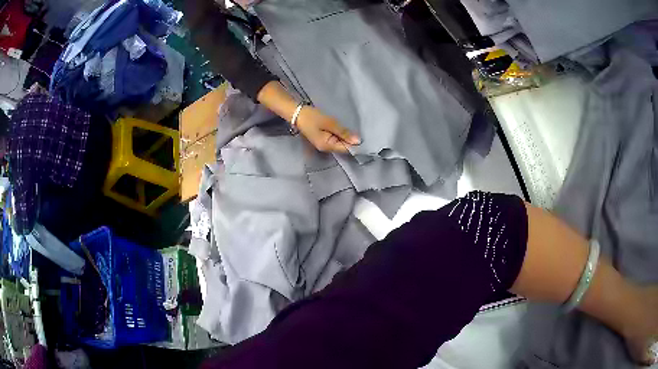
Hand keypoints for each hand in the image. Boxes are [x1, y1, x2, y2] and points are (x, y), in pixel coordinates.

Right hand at [296, 106, 360, 152]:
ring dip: (346, 138)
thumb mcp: (329, 123)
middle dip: (351, 141)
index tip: (366, 139)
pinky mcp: (323, 139)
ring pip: (339, 143)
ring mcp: (323, 144)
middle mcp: (326, 149)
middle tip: (363, 133)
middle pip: (343, 147)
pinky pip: (335, 140)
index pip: (345, 149)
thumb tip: (358, 141)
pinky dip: (341, 136)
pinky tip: (345, 131)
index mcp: (327, 146)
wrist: (297, 113)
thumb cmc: (312, 117)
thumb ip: (343, 132)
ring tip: (356, 131)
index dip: (355, 145)